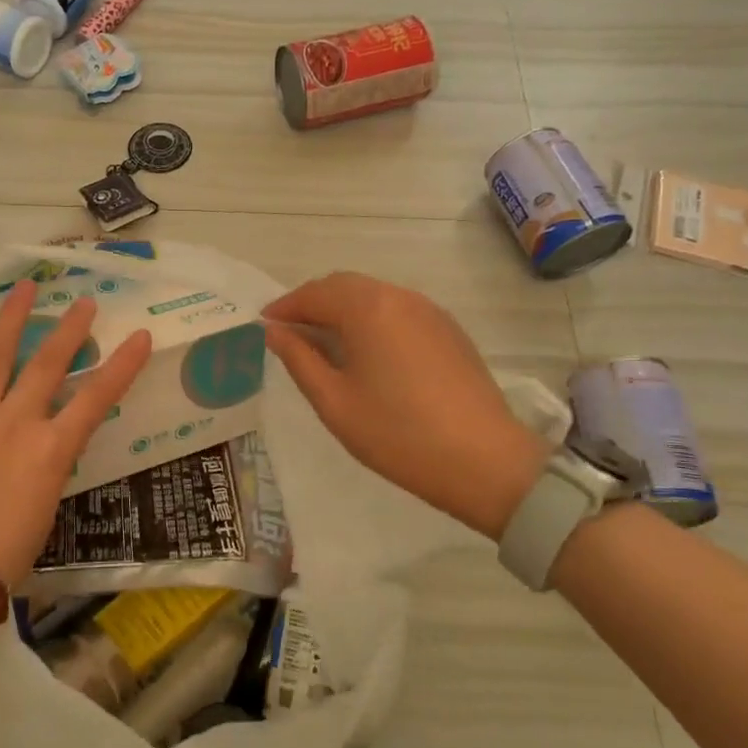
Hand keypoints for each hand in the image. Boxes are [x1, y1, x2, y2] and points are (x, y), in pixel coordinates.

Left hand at [0, 280, 152, 587]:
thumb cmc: (2, 554)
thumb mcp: (45, 508)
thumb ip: (48, 466)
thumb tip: (45, 447)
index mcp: (51, 448)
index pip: (98, 397)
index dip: (123, 364)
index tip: (141, 336)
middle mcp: (16, 419)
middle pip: (49, 362)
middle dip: (71, 328)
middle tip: (84, 303)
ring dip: (12, 318)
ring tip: (25, 288)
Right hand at [263, 272, 546, 538]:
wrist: (483, 460)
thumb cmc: (396, 433)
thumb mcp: (334, 401)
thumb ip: (299, 359)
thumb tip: (274, 331)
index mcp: (368, 308)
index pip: (315, 294)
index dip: (285, 307)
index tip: (264, 325)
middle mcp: (400, 297)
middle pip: (345, 286)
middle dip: (313, 303)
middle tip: (290, 333)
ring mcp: (430, 311)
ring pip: (374, 296)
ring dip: (343, 310)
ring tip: (324, 342)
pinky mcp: (449, 331)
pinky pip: (399, 311)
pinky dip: (372, 320)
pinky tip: (367, 352)